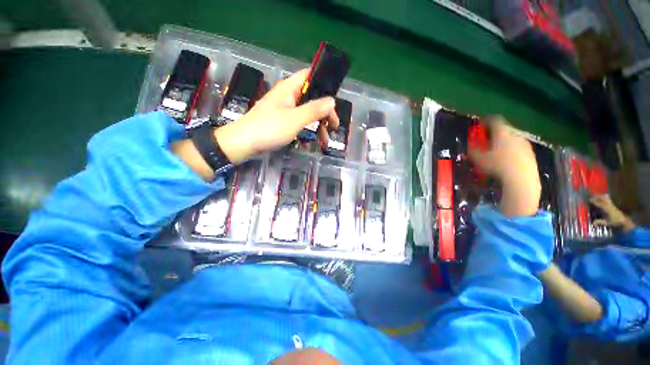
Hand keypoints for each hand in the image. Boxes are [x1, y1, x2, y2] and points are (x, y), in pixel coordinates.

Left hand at [216, 69, 338, 162]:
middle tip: (333, 127)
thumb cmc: (269, 128)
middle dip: (324, 113)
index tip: (335, 99)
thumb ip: (314, 110)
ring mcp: (284, 110)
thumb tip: (332, 101)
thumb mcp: (295, 119)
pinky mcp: (281, 122)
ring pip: (306, 114)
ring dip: (316, 126)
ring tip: (323, 141)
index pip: (309, 76)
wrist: (244, 143)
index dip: (324, 83)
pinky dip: (306, 132)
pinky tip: (309, 143)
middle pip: (311, 99)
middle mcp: (287, 97)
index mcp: (289, 89)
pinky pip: (298, 124)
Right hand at [468, 117, 540, 216]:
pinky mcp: (530, 153)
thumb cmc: (497, 165)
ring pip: (512, 138)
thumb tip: (469, 146)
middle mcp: (515, 134)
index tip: (480, 125)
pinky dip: (511, 150)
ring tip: (496, 151)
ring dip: (504, 142)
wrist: (521, 178)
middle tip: (487, 140)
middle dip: (495, 133)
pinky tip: (506, 160)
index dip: (486, 121)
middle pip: (504, 129)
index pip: (494, 120)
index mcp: (502, 132)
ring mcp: (524, 143)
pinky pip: (518, 147)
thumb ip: (473, 151)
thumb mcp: (479, 159)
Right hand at [591, 194, 634, 230]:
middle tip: (592, 196)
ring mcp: (612, 205)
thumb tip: (593, 223)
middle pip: (604, 199)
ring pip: (607, 198)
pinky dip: (606, 197)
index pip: (600, 204)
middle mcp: (610, 206)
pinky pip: (609, 200)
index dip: (594, 201)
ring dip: (602, 196)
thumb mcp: (608, 223)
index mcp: (607, 209)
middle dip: (598, 197)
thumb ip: (600, 222)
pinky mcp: (613, 205)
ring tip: (598, 195)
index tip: (589, 199)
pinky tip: (604, 197)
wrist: (624, 221)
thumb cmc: (615, 222)